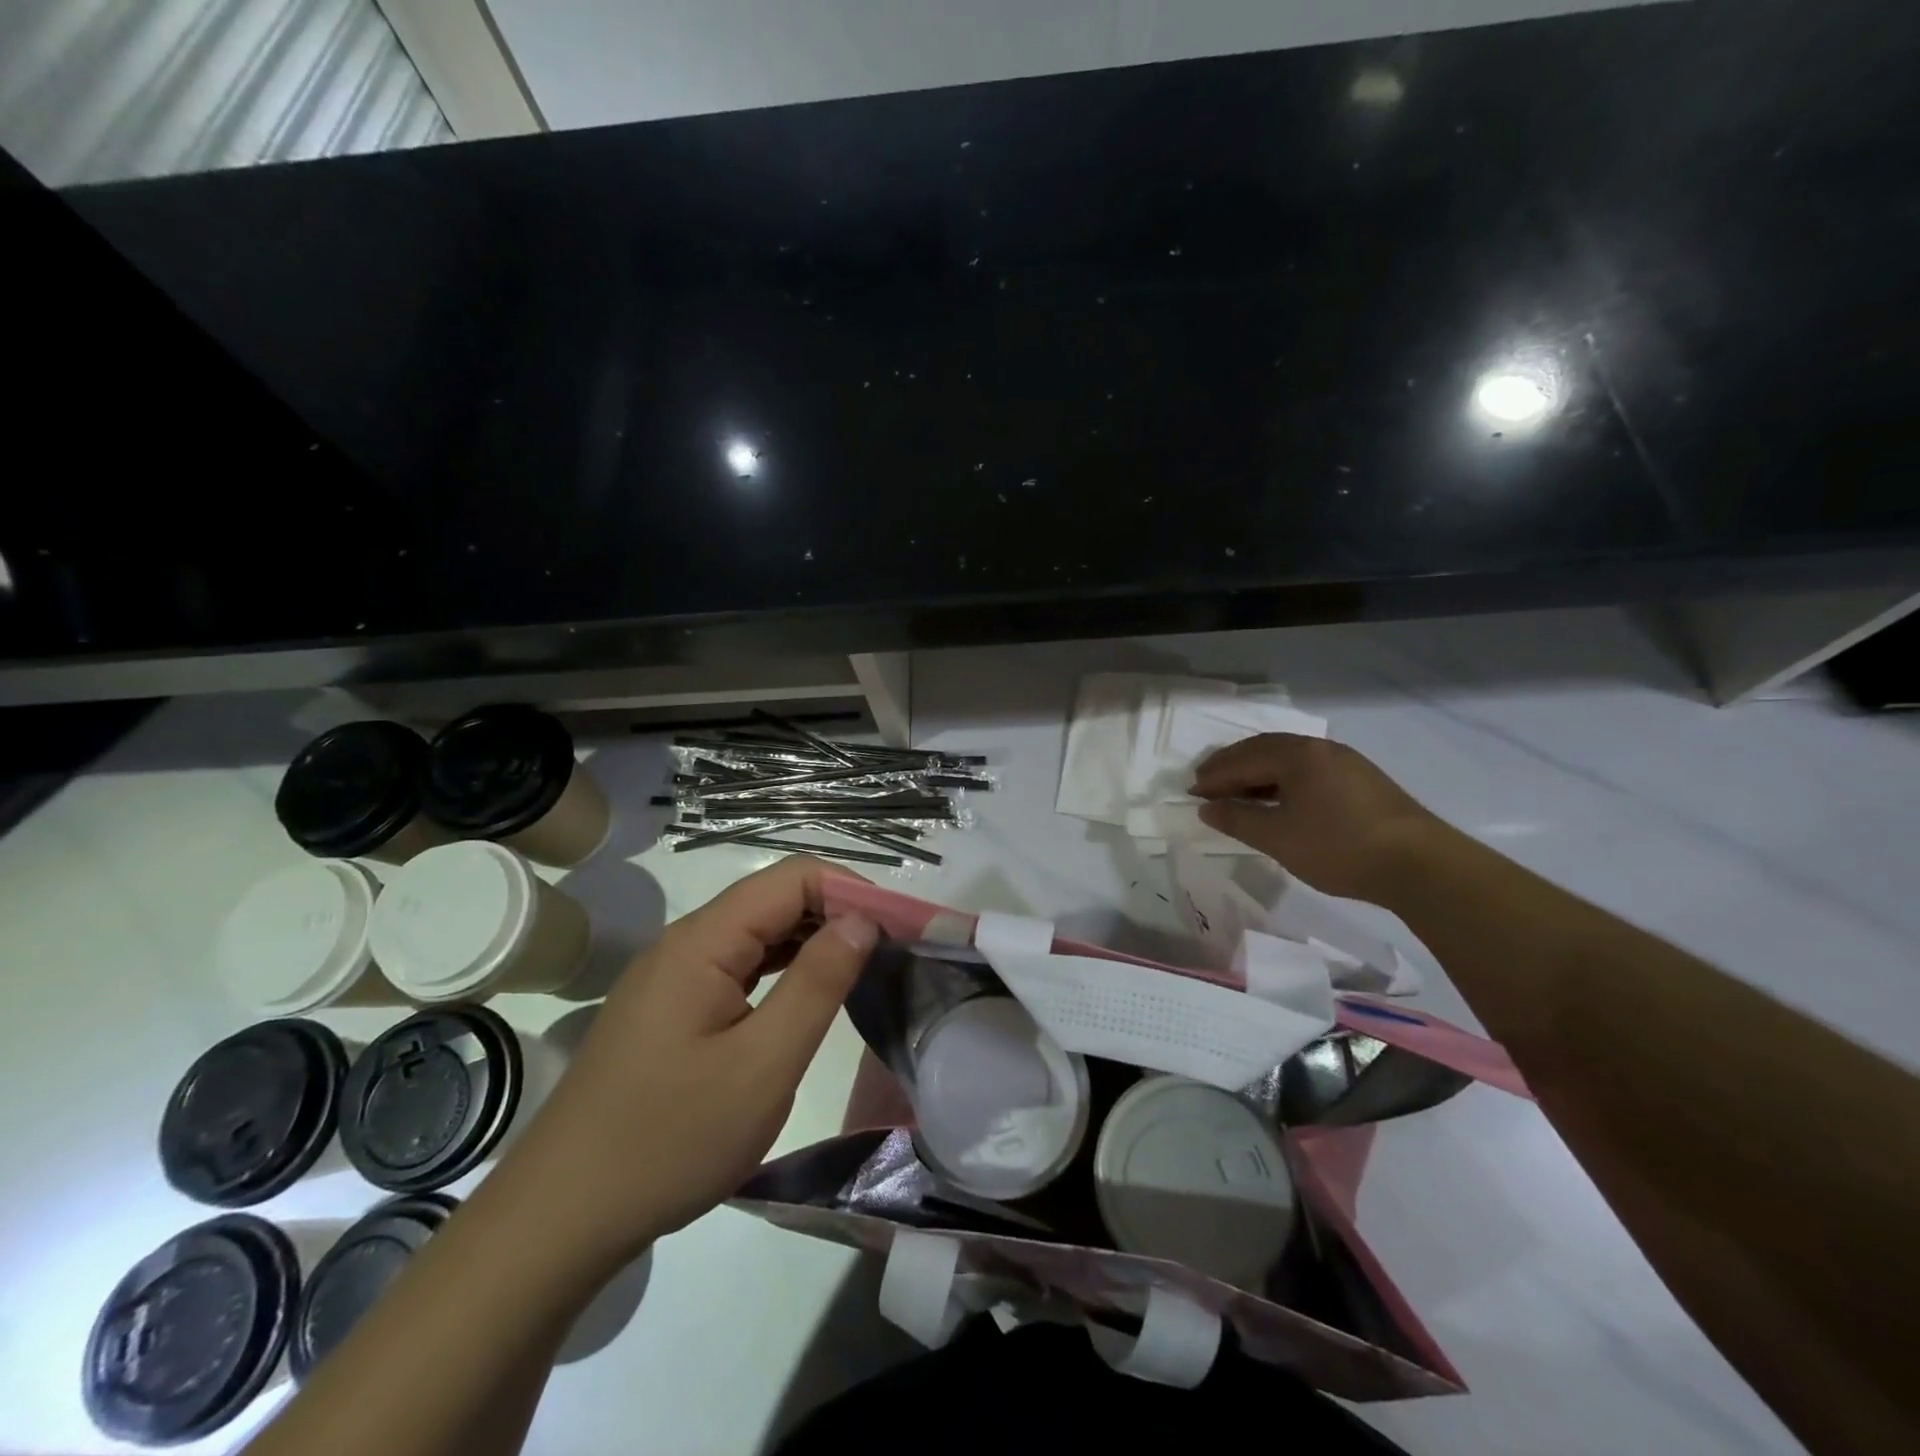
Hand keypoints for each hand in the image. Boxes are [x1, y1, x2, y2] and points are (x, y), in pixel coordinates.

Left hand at [498, 856, 877, 1270]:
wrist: (561, 1218)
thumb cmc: (669, 1141)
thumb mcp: (763, 1065)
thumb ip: (817, 983)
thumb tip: (862, 919)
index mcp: (704, 940)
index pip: (794, 878)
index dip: (851, 891)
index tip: (898, 929)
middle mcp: (686, 941)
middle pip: (775, 898)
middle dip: (837, 913)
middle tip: (891, 953)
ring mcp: (674, 974)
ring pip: (757, 931)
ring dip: (812, 940)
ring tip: (863, 969)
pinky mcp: (671, 1006)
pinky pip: (738, 965)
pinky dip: (782, 968)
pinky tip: (808, 996)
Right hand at [1191, 734, 1441, 900]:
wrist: (1420, 865)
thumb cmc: (1339, 847)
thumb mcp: (1278, 838)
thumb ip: (1238, 820)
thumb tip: (1206, 808)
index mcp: (1297, 755)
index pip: (1242, 760)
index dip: (1213, 777)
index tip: (1191, 793)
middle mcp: (1319, 748)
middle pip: (1263, 750)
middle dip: (1232, 767)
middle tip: (1207, 785)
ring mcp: (1344, 761)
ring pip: (1287, 758)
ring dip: (1257, 773)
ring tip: (1238, 793)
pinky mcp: (1361, 779)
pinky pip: (1307, 769)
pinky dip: (1281, 780)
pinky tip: (1278, 800)